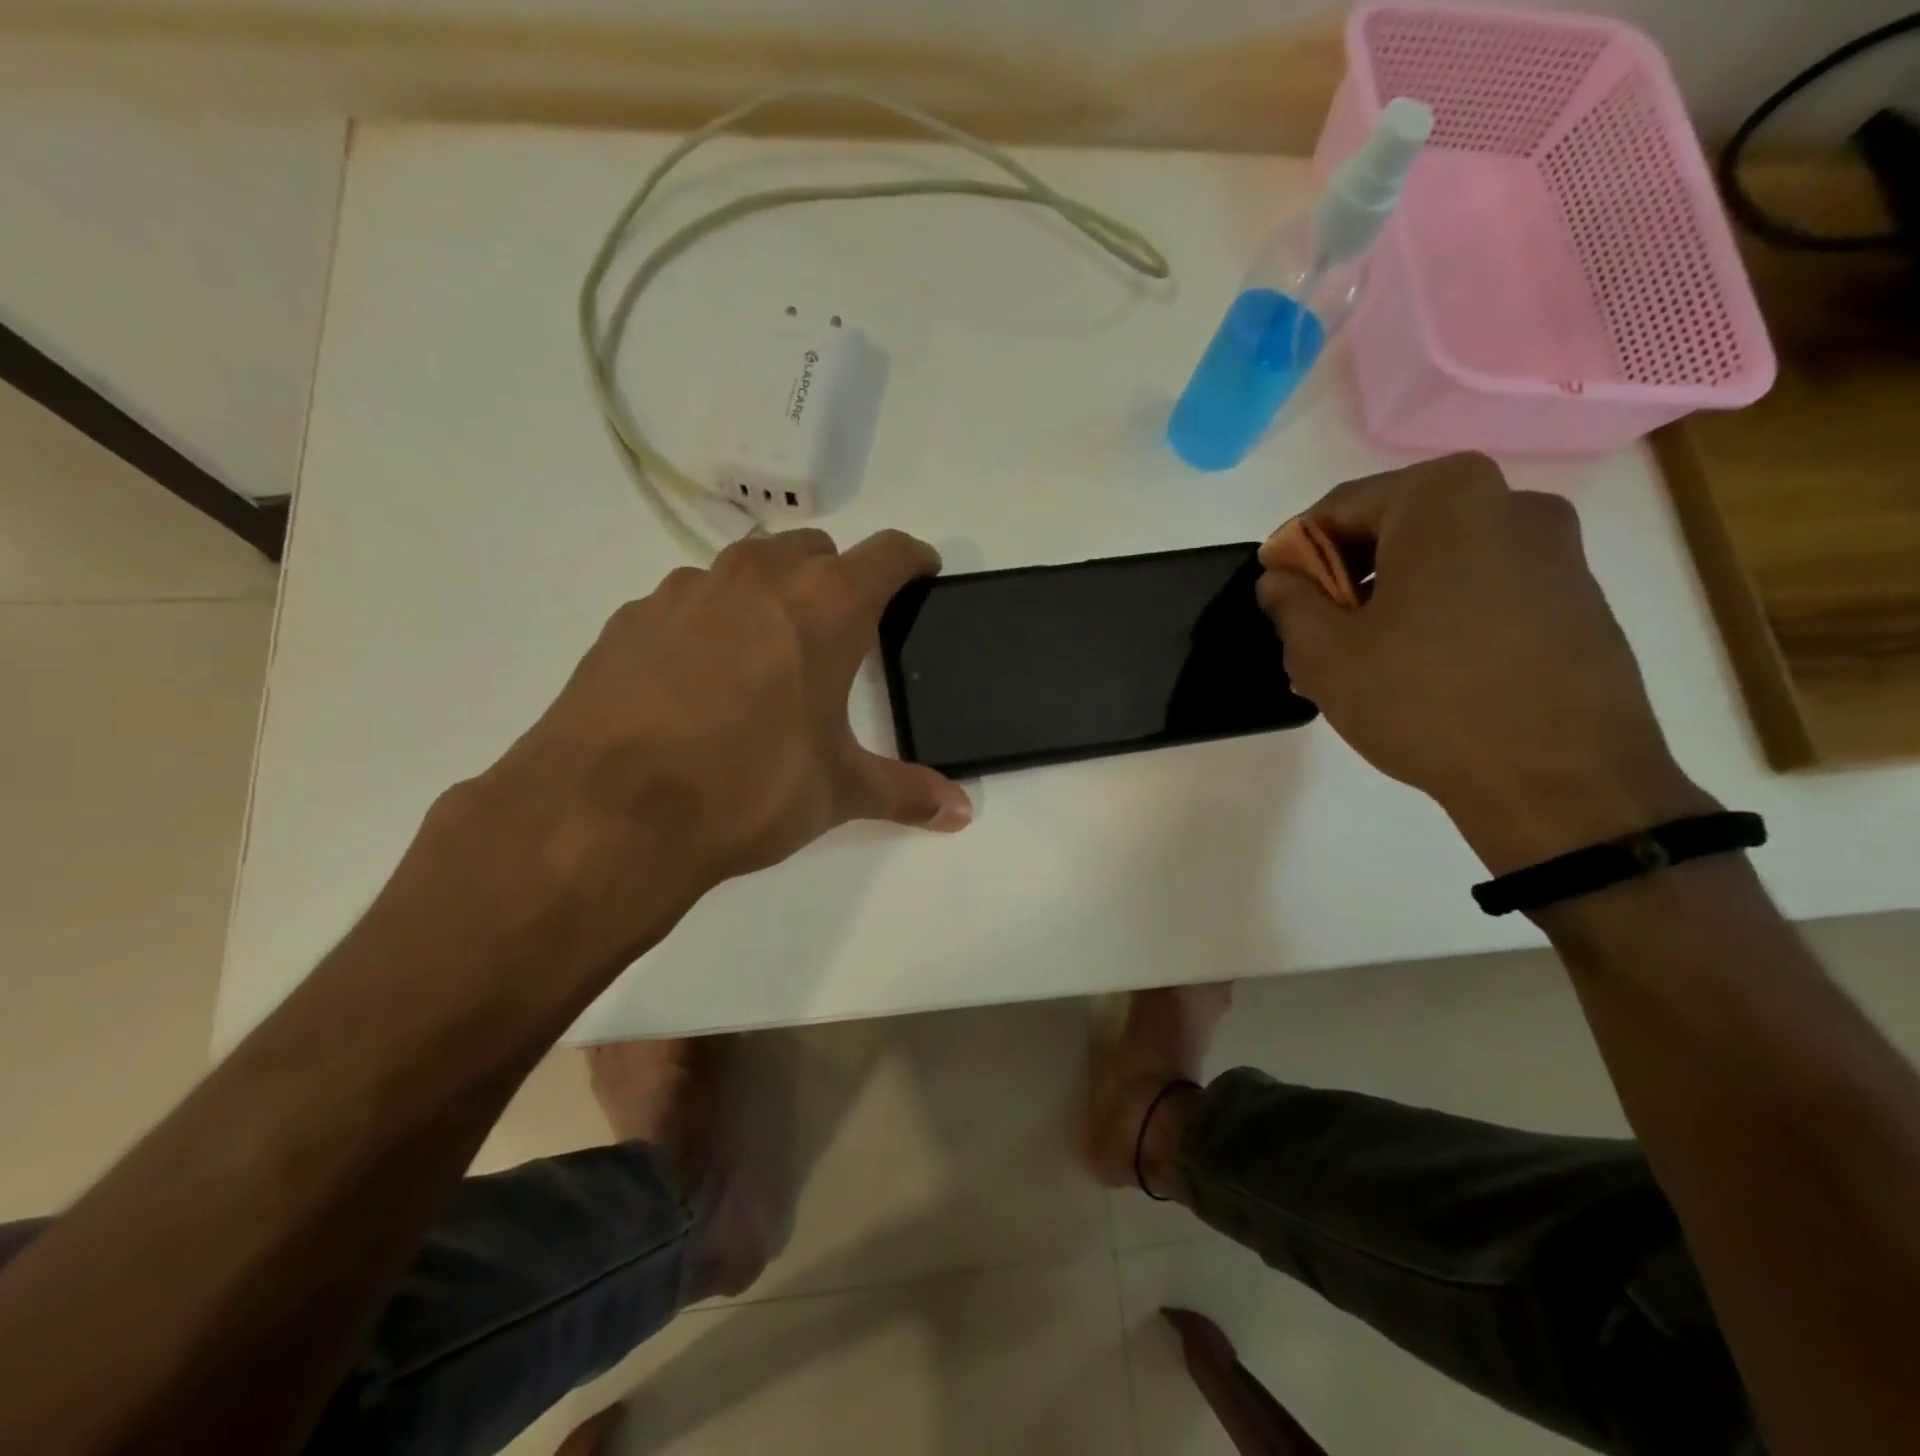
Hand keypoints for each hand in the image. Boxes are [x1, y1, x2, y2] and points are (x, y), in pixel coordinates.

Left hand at [463, 528, 971, 958]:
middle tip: (842, 630)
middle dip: (838, 576)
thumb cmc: (748, 790)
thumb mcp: (838, 792)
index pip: (889, 553)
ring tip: (768, 657)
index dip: (913, 560)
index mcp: (825, 605)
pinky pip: (689, 602)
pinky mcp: (632, 616)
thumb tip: (960, 813)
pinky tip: (698, 680)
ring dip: (771, 594)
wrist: (608, 813)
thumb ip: (905, 792)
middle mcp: (758, 578)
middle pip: (815, 549)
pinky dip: (709, 623)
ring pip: (747, 568)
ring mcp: (687, 590)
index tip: (922, 573)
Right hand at [1256, 454, 1714, 871]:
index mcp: (1444, 498)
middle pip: (1392, 528)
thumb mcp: (1324, 653)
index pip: (1338, 508)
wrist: (1561, 781)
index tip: (1276, 599)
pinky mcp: (1577, 598)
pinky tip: (1417, 669)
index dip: (1292, 554)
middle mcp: (1508, 502)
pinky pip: (1481, 588)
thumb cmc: (1425, 700)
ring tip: (1361, 659)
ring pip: (1437, 561)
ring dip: (1387, 598)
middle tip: (1312, 634)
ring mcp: (1554, 550)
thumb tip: (1282, 580)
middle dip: (1342, 578)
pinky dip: (1437, 614)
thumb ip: (1289, 602)